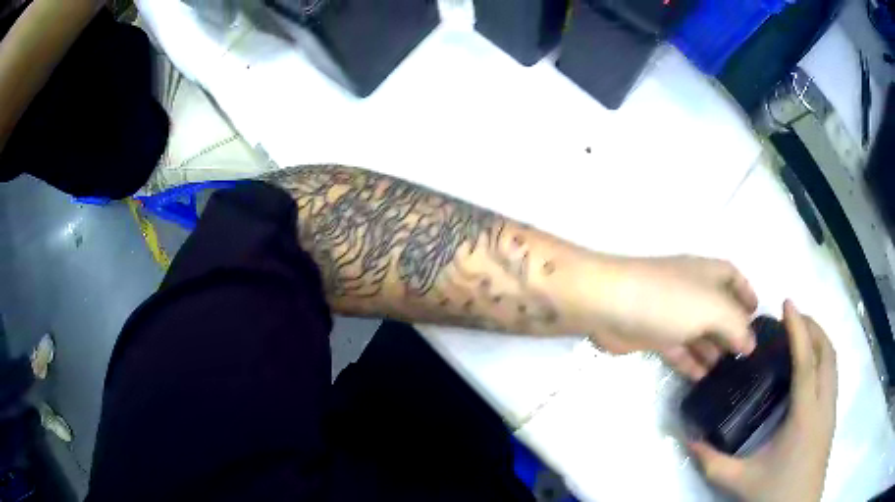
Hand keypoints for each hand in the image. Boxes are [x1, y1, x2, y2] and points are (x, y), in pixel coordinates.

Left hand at [588, 256, 757, 363]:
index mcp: (707, 274)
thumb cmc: (669, 299)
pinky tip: (702, 379)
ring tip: (728, 374)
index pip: (733, 277)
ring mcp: (672, 314)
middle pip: (718, 310)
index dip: (746, 293)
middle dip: (732, 331)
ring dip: (713, 351)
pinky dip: (691, 363)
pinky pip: (680, 350)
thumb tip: (750, 343)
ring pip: (699, 333)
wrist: (610, 305)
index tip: (758, 316)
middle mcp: (692, 291)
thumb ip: (736, 326)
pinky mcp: (654, 335)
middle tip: (746, 358)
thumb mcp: (713, 308)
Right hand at [689, 301, 837, 501]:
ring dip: (820, 340)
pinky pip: (831, 374)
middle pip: (827, 352)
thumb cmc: (775, 493)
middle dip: (813, 327)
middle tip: (792, 318)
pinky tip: (808, 367)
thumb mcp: (741, 480)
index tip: (787, 304)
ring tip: (801, 335)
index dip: (798, 329)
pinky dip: (823, 358)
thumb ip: (713, 462)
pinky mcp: (831, 416)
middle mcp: (824, 404)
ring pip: (833, 361)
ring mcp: (831, 409)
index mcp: (805, 415)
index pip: (806, 361)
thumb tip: (689, 440)